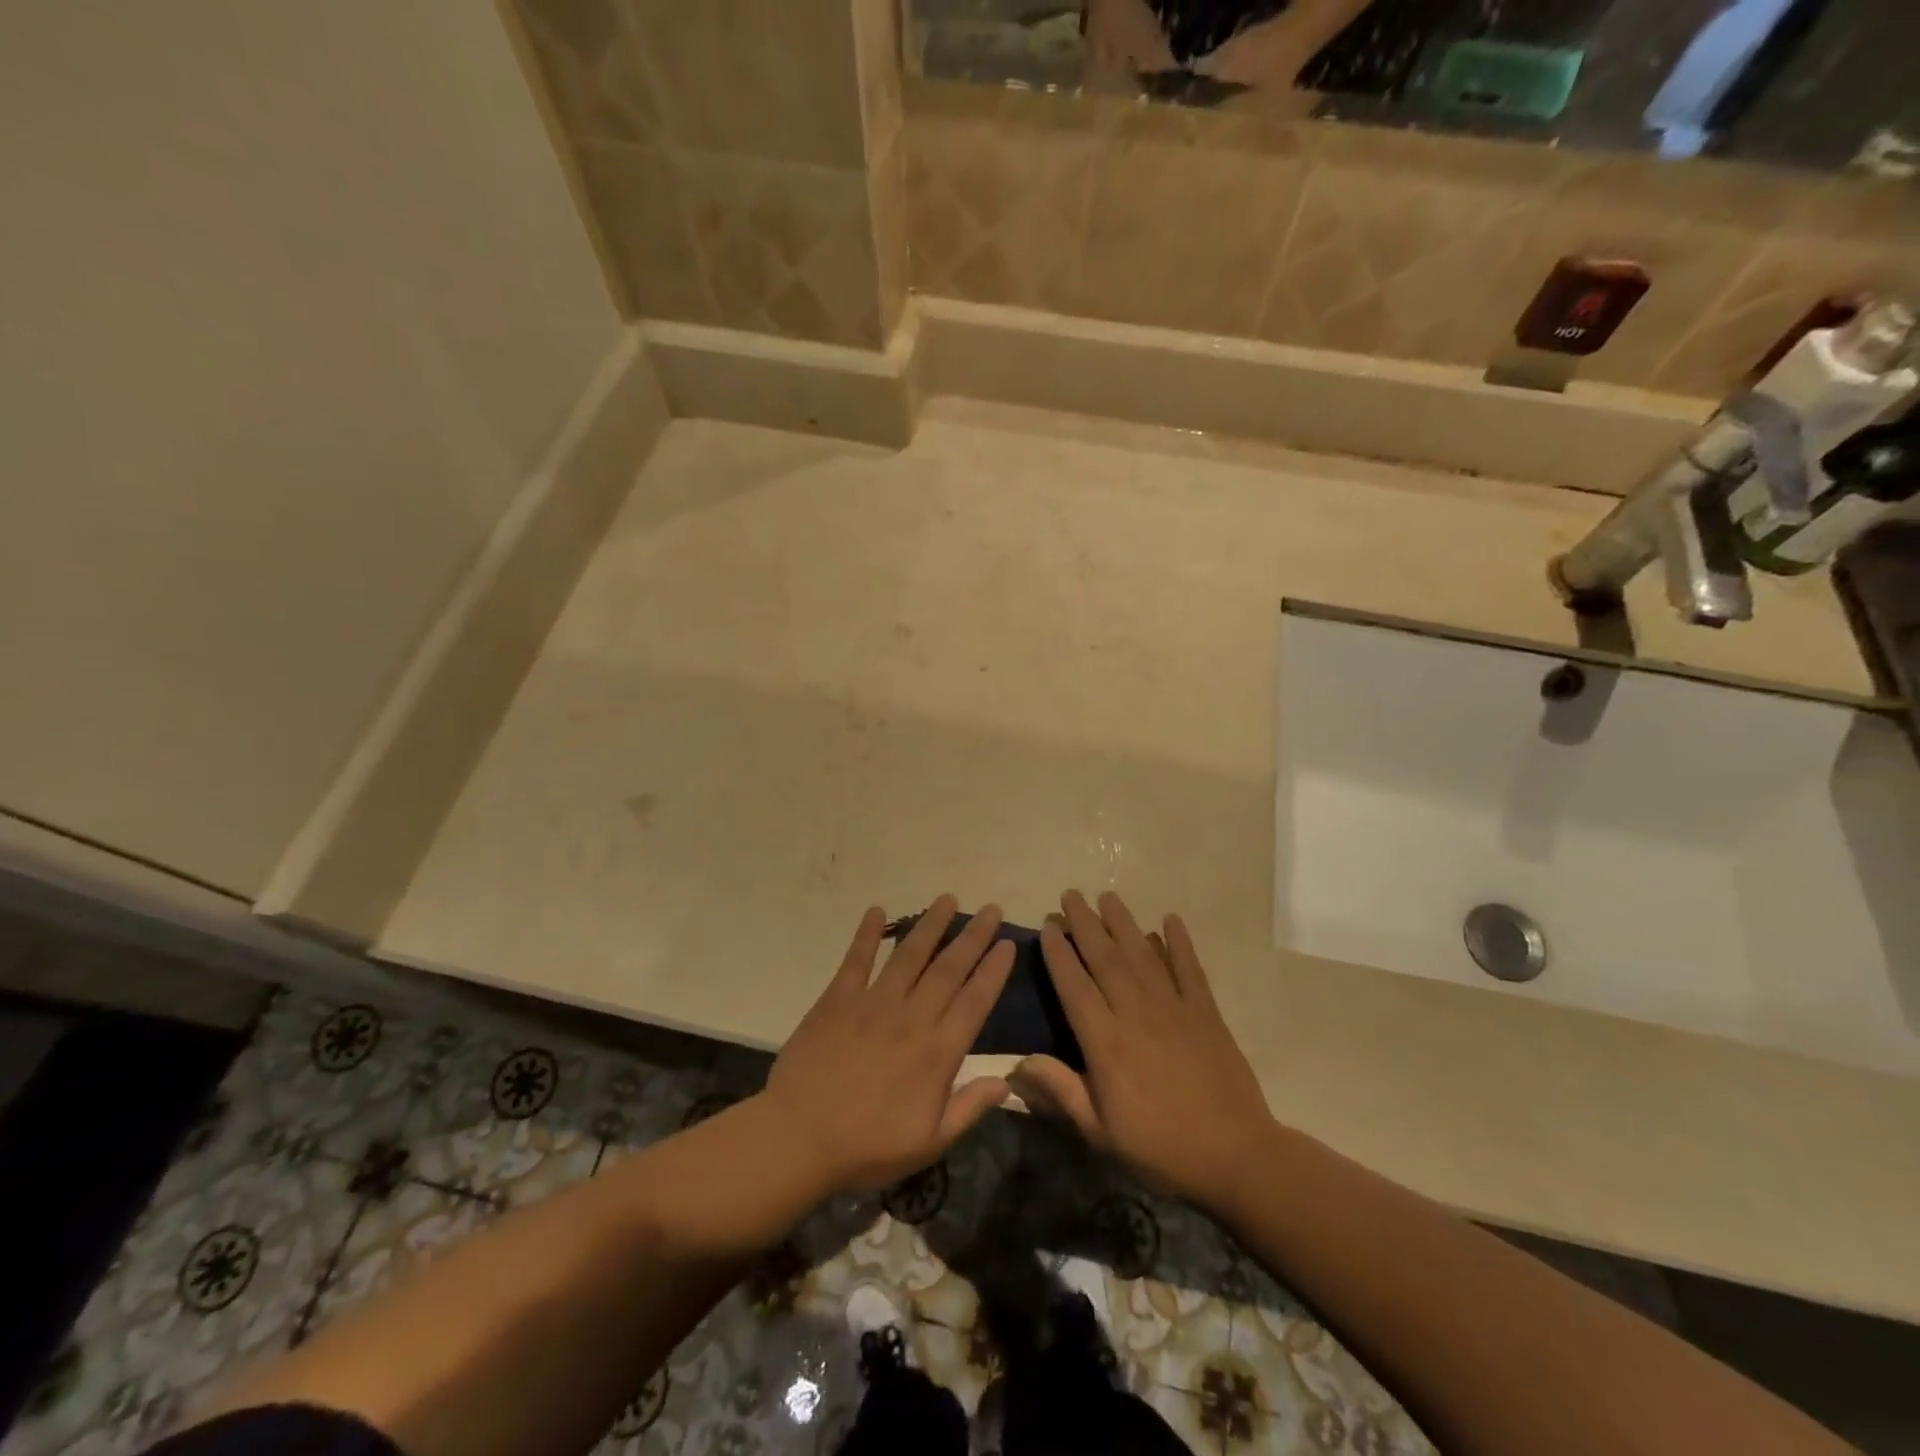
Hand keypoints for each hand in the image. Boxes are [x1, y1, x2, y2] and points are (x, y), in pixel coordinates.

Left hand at [763, 896, 1015, 1194]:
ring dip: (930, 925)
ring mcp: (873, 1003)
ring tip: (947, 899)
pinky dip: (867, 933)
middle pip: (949, 968)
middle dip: (972, 937)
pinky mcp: (838, 999)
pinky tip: (877, 910)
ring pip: (909, 954)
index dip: (993, 971)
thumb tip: (1007, 1081)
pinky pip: (856, 959)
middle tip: (990, 909)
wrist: (799, 1138)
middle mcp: (911, 1017)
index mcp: (937, 1051)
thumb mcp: (929, 1142)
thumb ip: (969, 1108)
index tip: (1007, 944)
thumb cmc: (868, 1146)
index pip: (975, 1001)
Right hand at [1011, 891, 1273, 1209]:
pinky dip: (1180, 943)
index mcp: (1107, 1043)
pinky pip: (1190, 969)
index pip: (1075, 986)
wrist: (1237, 1159)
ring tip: (1108, 896)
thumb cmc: (1161, 1149)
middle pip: (1106, 959)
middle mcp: (1137, 1014)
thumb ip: (1061, 1092)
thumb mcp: (1101, 1133)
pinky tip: (1170, 920)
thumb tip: (1018, 1062)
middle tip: (1071, 895)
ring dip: (1123, 923)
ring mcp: (1175, 1009)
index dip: (1059, 953)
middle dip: (1086, 924)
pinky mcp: (1206, 1013)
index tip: (1049, 926)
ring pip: (1143, 955)